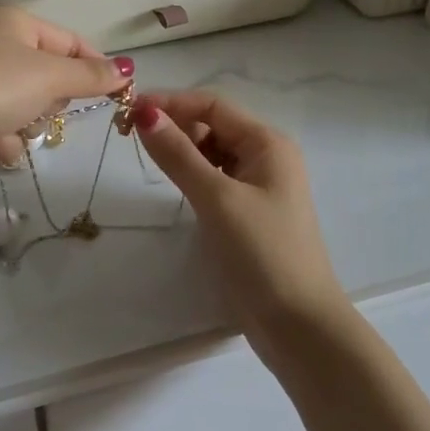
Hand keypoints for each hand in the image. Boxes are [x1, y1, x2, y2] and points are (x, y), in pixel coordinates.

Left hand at [0, 8, 128, 168]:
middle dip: (52, 99)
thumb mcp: (49, 77)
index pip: (72, 41)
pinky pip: (4, 130)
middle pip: (51, 76)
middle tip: (43, 106)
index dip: (95, 67)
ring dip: (27, 124)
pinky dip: (2, 141)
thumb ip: (91, 76)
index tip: (119, 94)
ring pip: (30, 107)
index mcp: (15, 24)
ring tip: (9, 128)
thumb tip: (128, 70)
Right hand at [131, 90, 351, 358]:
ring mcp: (259, 185)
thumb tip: (145, 113)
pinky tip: (173, 184)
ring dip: (181, 149)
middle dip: (174, 124)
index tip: (130, 110)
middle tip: (129, 136)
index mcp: (267, 143)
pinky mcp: (249, 212)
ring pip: (212, 152)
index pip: (213, 105)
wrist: (300, 328)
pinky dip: (192, 173)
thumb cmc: (262, 253)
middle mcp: (266, 156)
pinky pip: (215, 178)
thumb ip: (179, 154)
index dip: (171, 102)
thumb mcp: (216, 199)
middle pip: (213, 124)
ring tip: (146, 156)